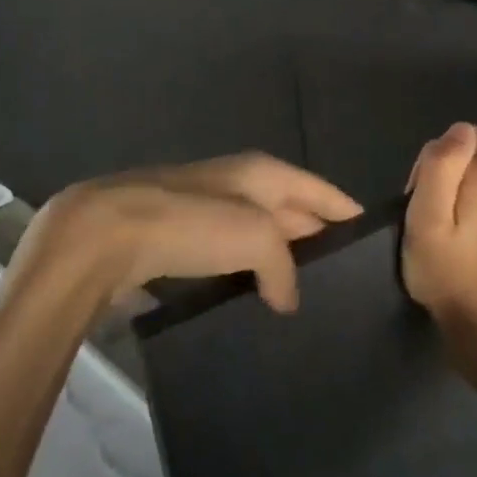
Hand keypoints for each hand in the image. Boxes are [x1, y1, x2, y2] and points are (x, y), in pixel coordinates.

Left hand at [16, 153, 361, 312]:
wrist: (104, 236)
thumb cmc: (189, 224)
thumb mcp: (255, 236)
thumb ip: (284, 266)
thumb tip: (286, 297)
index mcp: (262, 173)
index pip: (319, 190)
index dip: (345, 210)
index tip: (372, 237)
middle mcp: (238, 184)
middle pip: (290, 211)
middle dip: (316, 239)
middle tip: (346, 280)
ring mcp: (206, 211)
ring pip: (258, 237)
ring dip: (280, 262)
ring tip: (308, 299)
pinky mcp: (179, 241)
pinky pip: (228, 258)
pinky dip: (246, 275)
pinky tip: (257, 303)